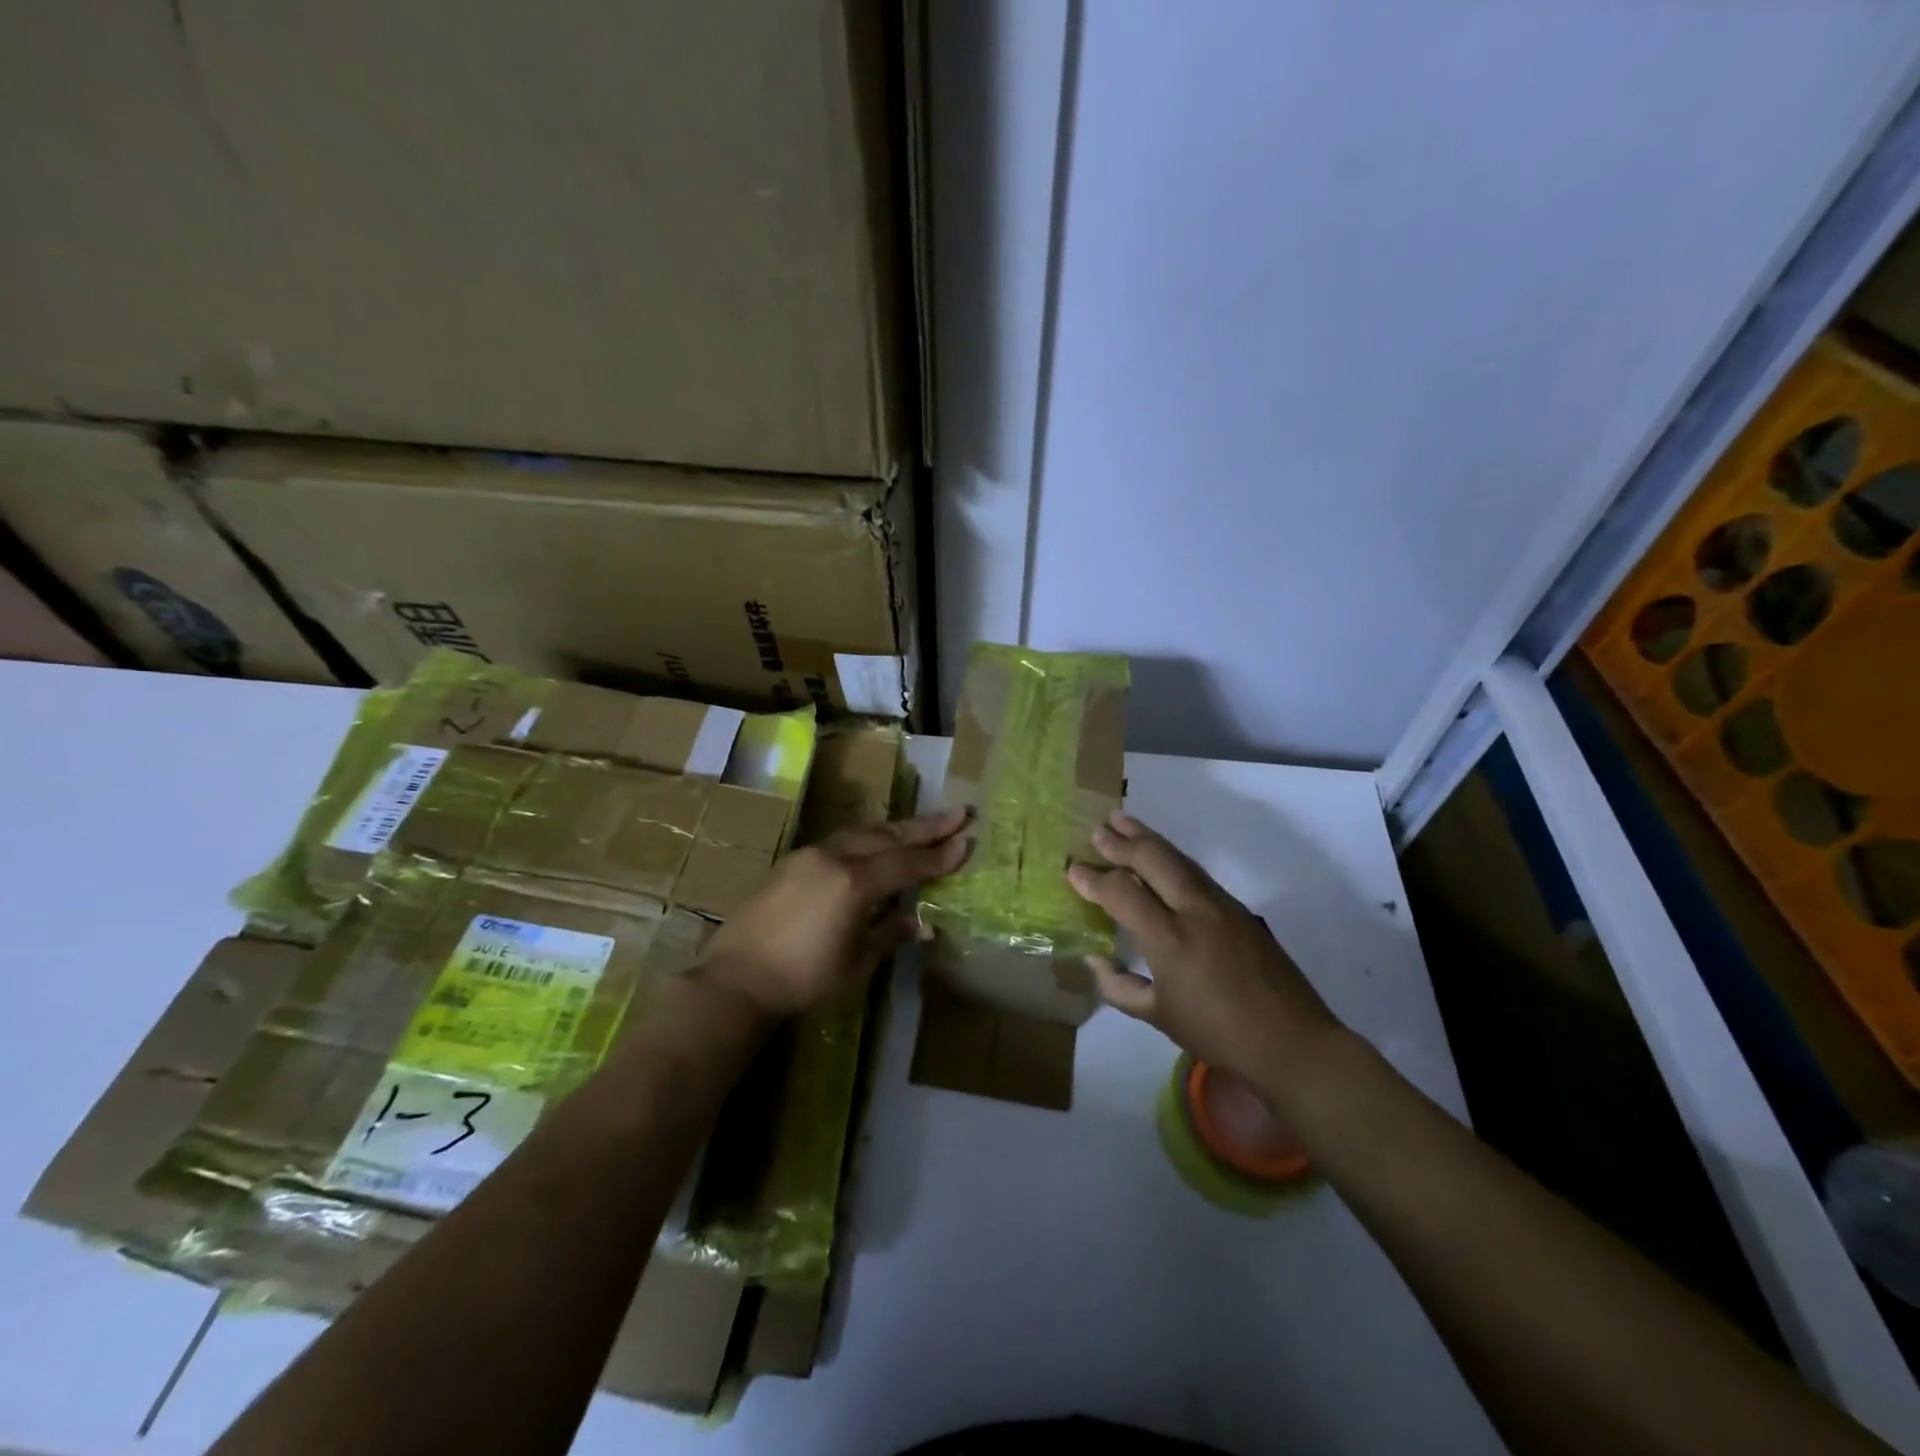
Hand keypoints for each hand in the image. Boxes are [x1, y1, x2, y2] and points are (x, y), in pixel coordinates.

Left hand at [696, 808, 969, 1018]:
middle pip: (889, 836)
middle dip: (926, 826)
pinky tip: (876, 844)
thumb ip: (889, 933)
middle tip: (959, 813)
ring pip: (863, 832)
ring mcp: (810, 855)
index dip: (939, 855)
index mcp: (855, 882)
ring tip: (924, 825)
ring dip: (896, 828)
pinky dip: (868, 838)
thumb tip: (921, 923)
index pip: (908, 862)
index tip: (967, 841)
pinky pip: (841, 841)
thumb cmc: (803, 978)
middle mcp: (835, 857)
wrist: (736, 979)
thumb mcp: (856, 962)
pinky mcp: (792, 862)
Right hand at [1067, 811, 1340, 1091]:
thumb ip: (1119, 986)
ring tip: (1123, 821)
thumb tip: (1095, 958)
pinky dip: (1171, 856)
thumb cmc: (1219, 1035)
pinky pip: (1196, 871)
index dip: (1093, 879)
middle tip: (1096, 829)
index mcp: (1169, 940)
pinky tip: (1160, 856)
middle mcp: (1195, 911)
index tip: (1072, 869)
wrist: (1293, 1042)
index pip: (1122, 892)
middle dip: (1121, 841)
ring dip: (1148, 837)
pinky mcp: (1239, 908)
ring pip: (1178, 858)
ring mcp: (1221, 905)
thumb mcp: (1159, 1018)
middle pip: (1153, 858)